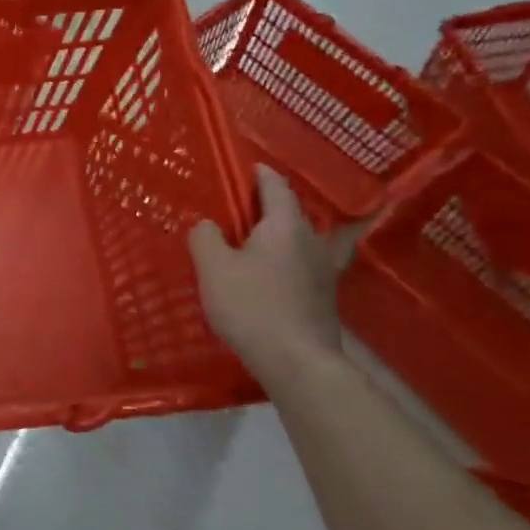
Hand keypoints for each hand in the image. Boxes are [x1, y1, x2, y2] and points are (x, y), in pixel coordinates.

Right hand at [188, 167, 342, 382]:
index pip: (276, 187)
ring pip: (298, 240)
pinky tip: (271, 273)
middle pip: (291, 213)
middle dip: (268, 205)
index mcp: (286, 226)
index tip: (248, 166)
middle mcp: (311, 241)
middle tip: (239, 206)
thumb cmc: (253, 306)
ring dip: (278, 234)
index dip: (261, 174)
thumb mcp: (213, 267)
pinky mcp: (323, 296)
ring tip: (253, 239)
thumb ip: (205, 237)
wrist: (298, 362)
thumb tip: (208, 225)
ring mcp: (323, 270)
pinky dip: (285, 259)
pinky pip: (301, 264)